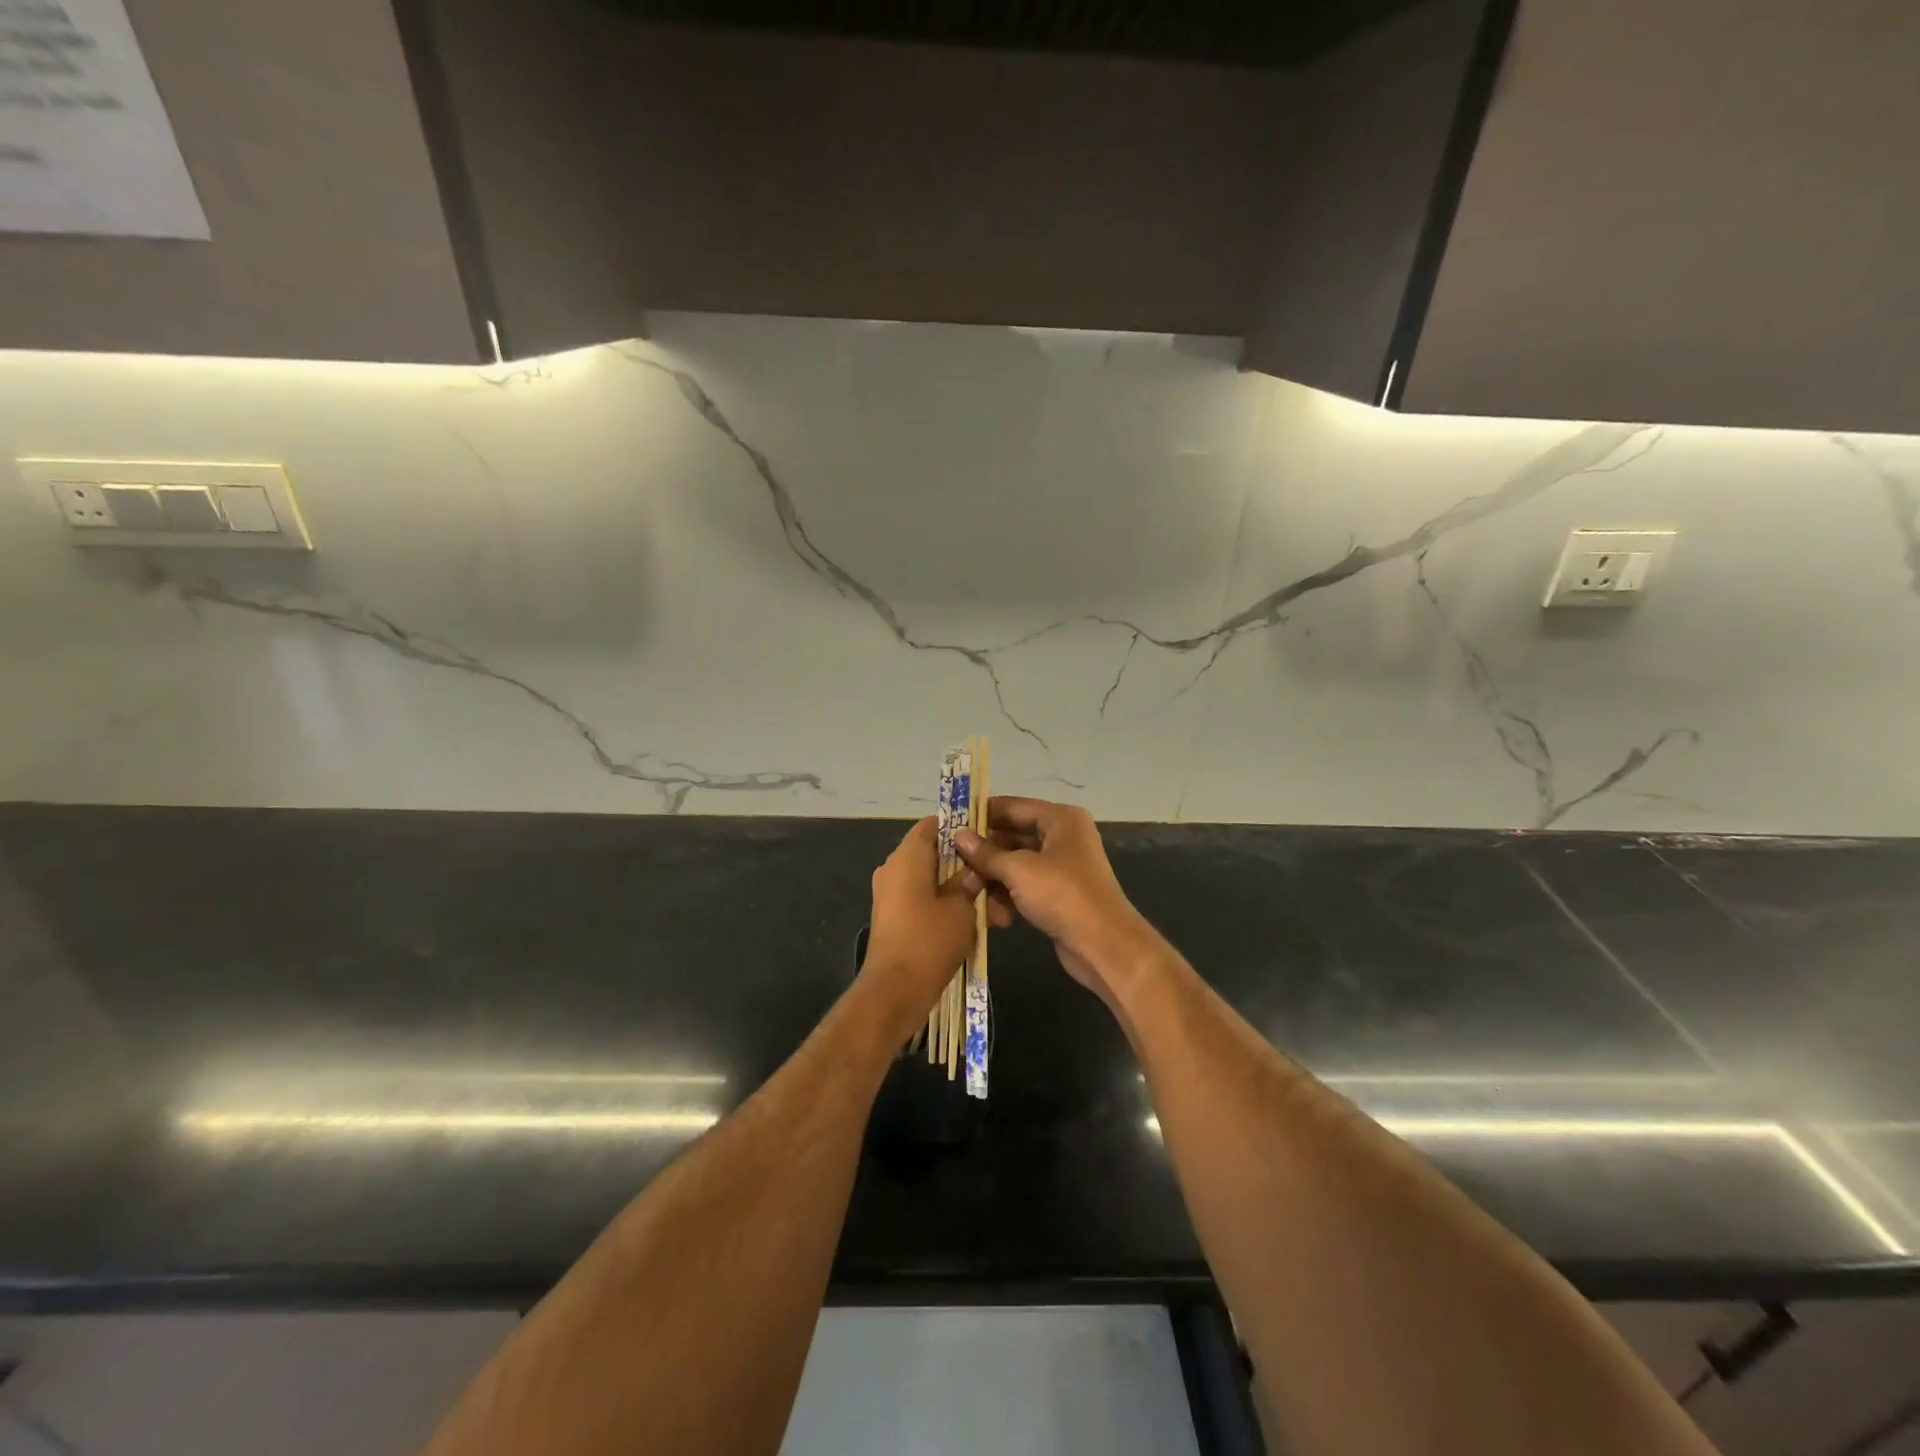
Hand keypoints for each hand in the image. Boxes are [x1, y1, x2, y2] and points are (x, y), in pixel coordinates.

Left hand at [860, 817, 1010, 1038]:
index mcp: (907, 857)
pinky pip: (925, 900)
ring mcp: (891, 894)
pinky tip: (977, 926)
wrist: (894, 992)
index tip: (989, 839)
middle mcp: (894, 869)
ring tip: (996, 916)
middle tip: (998, 883)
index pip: (934, 824)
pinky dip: (948, 907)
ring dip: (963, 893)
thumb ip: (971, 882)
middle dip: (969, 868)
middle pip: (936, 854)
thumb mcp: (962, 909)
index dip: (962, 827)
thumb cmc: (929, 941)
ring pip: (934, 881)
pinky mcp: (894, 917)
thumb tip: (975, 869)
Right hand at [955, 798, 1160, 1007]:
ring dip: (992, 877)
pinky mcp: (1058, 894)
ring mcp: (1062, 867)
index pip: (1013, 807)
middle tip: (950, 860)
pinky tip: (990, 913)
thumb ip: (986, 853)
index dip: (981, 814)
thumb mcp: (1019, 870)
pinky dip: (1008, 896)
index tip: (950, 822)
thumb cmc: (1062, 895)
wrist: (1104, 946)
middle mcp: (1063, 837)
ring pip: (1016, 864)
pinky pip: (1025, 886)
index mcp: (1060, 819)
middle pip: (1013, 835)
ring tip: (966, 889)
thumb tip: (957, 836)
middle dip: (984, 851)